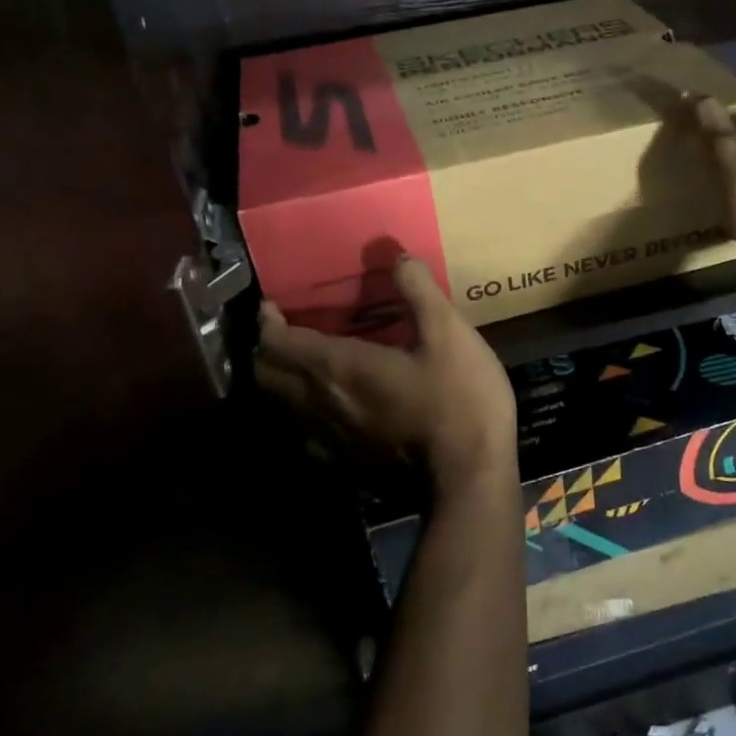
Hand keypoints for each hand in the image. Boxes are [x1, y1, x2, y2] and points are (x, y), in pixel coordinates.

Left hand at [257, 257, 516, 500]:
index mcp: (337, 367)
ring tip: (307, 367)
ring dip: (284, 383)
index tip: (272, 306)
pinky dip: (306, 416)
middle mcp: (319, 405)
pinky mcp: (345, 468)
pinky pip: (307, 435)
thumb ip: (419, 291)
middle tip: (289, 333)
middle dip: (268, 351)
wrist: (470, 478)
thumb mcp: (450, 333)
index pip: (277, 342)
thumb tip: (397, 256)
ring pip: (282, 409)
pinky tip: (334, 410)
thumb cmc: (458, 399)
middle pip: (266, 377)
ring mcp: (329, 442)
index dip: (267, 321)